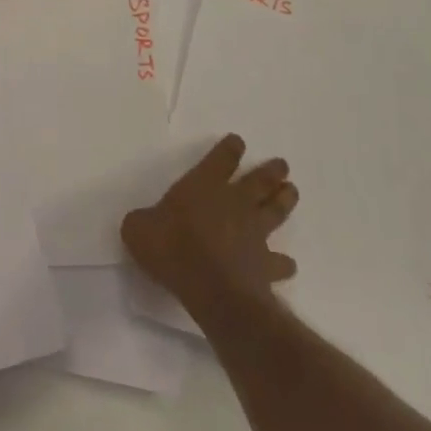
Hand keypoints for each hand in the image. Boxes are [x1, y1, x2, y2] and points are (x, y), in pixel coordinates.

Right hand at [122, 134, 297, 329]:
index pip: (220, 160)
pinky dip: (284, 262)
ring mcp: (254, 234)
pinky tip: (287, 264)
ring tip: (292, 191)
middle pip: (259, 181)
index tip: (237, 142)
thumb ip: (142, 221)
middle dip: (270, 171)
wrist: (212, 288)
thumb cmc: (171, 248)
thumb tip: (143, 222)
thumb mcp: (138, 229)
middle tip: (282, 164)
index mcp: (203, 186)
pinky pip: (279, 262)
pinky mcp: (266, 265)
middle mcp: (234, 203)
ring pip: (276, 211)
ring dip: (285, 200)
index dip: (229, 149)